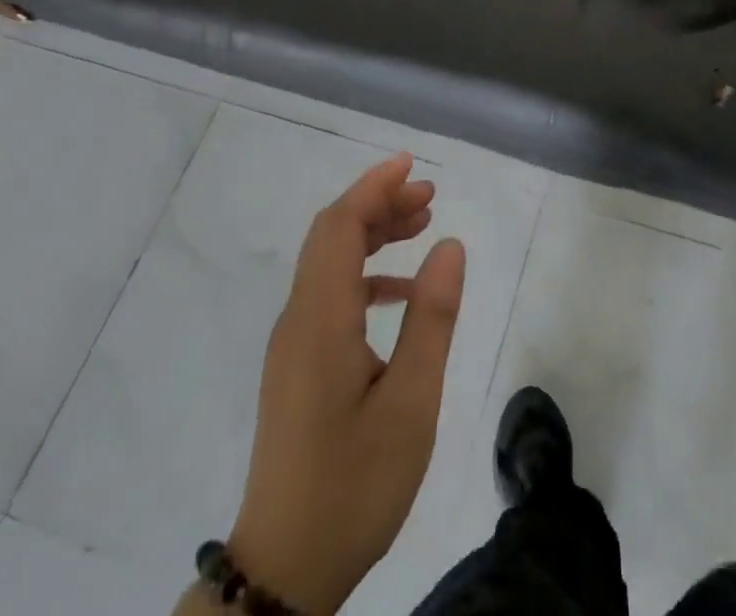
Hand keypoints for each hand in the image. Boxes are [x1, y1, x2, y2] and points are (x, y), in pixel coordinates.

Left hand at [228, 153, 465, 615]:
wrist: (284, 570)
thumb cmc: (353, 485)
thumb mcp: (411, 402)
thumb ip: (431, 318)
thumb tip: (450, 245)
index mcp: (320, 320)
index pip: (339, 226)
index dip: (373, 187)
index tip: (412, 165)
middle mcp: (298, 320)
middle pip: (332, 236)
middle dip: (378, 204)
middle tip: (430, 196)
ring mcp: (293, 344)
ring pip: (330, 263)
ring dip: (372, 234)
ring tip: (423, 226)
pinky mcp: (297, 365)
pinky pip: (330, 294)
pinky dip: (365, 272)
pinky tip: (401, 290)